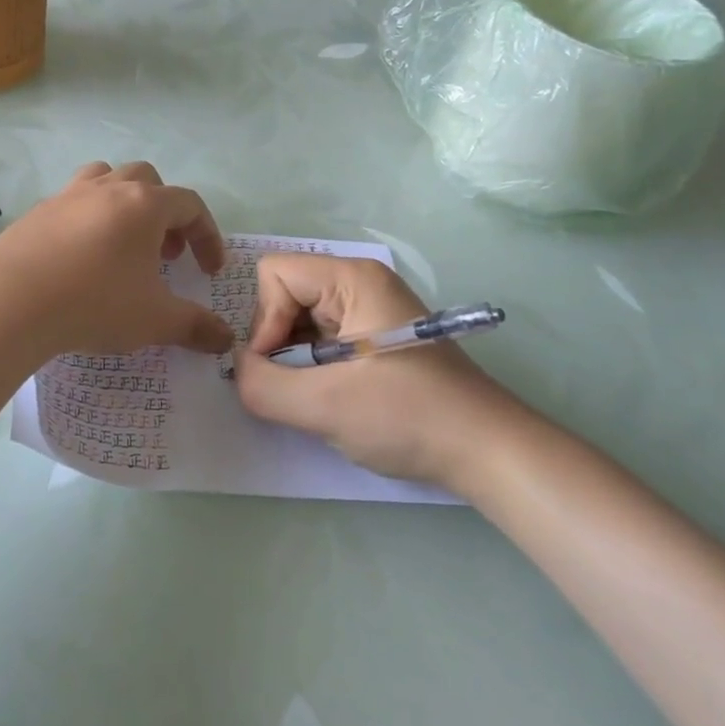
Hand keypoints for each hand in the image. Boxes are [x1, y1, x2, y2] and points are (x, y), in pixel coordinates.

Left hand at [0, 162, 230, 359]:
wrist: (10, 300)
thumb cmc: (94, 302)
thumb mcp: (154, 320)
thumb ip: (194, 326)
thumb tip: (225, 339)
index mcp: (144, 204)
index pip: (190, 205)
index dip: (207, 235)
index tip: (209, 271)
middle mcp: (108, 188)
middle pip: (148, 180)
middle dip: (165, 213)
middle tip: (165, 253)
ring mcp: (69, 195)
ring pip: (106, 178)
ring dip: (124, 203)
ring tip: (123, 243)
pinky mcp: (38, 211)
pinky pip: (73, 201)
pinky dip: (88, 217)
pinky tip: (80, 257)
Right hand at [233, 255, 525, 491]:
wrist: (486, 451)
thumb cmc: (407, 415)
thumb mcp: (323, 405)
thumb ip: (261, 385)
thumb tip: (238, 368)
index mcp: (351, 278)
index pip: (274, 274)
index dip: (265, 320)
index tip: (281, 367)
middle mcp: (359, 282)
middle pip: (285, 294)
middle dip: (278, 342)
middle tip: (298, 386)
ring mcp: (370, 309)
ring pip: (301, 319)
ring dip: (296, 359)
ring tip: (318, 396)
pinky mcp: (376, 337)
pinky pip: (322, 338)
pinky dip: (315, 368)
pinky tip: (334, 398)